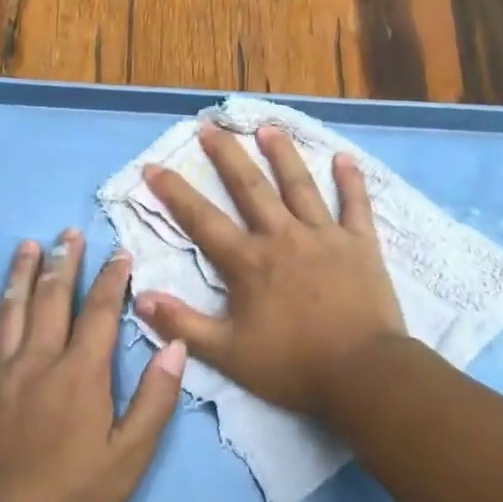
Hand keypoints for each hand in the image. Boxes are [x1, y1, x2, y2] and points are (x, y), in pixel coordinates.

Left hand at [0, 230, 186, 501]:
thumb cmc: (77, 496)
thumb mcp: (132, 456)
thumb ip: (155, 398)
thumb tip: (175, 345)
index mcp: (81, 374)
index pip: (100, 313)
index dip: (111, 279)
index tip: (118, 252)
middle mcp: (38, 362)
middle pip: (53, 300)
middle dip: (64, 263)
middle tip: (69, 233)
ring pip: (10, 312)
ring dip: (21, 275)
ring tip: (29, 245)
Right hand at [136, 124, 405, 420]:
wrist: (363, 373)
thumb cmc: (292, 366)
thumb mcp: (227, 353)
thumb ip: (183, 324)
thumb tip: (140, 297)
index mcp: (248, 262)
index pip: (202, 220)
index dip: (175, 193)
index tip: (154, 166)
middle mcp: (282, 237)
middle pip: (250, 188)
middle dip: (227, 156)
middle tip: (210, 127)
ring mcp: (324, 236)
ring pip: (299, 185)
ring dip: (282, 154)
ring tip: (267, 128)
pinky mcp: (361, 245)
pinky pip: (355, 205)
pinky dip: (350, 181)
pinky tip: (343, 158)